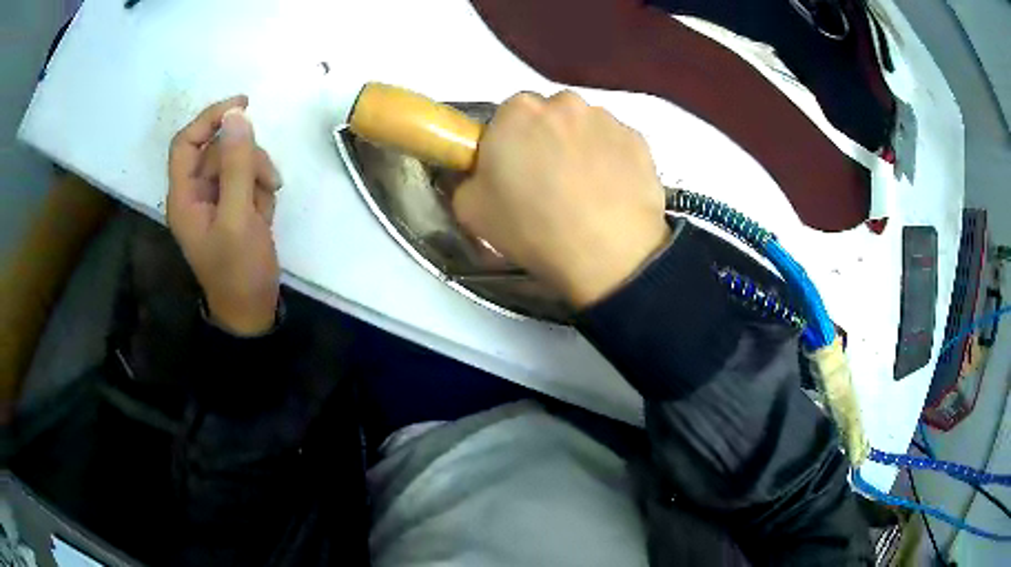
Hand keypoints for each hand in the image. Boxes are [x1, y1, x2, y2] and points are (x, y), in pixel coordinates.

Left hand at [167, 96, 282, 334]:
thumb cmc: (238, 270)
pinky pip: (247, 177)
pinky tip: (265, 213)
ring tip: (269, 202)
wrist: (252, 309)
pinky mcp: (232, 204)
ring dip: (258, 173)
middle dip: (246, 158)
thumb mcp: (238, 217)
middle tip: (268, 181)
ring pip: (237, 160)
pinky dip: (261, 188)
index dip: (210, 118)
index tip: (242, 106)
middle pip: (218, 149)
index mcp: (184, 196)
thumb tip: (237, 116)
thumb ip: (236, 165)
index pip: (186, 141)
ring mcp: (215, 198)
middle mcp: (195, 192)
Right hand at [453, 91, 669, 307]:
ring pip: (584, 127)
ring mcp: (607, 118)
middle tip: (548, 183)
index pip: (505, 119)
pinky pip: (615, 144)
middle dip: (545, 141)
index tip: (514, 174)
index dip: (508, 146)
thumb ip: (467, 180)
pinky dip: (611, 160)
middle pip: (547, 118)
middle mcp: (563, 103)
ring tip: (585, 192)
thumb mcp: (471, 212)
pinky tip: (611, 193)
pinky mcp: (639, 139)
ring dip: (580, 148)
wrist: (609, 255)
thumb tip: (481, 175)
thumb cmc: (533, 228)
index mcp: (517, 111)